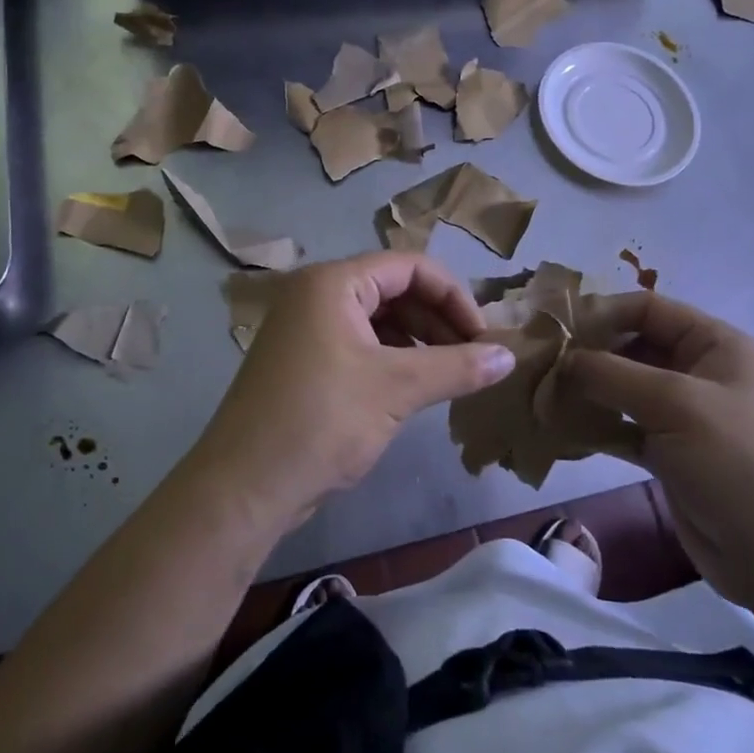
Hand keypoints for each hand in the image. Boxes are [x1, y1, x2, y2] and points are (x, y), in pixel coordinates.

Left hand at [190, 253, 514, 530]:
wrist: (244, 485)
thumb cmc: (321, 420)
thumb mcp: (396, 389)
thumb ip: (457, 367)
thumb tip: (509, 357)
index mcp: (333, 282)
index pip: (410, 267)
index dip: (454, 297)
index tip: (483, 337)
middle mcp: (317, 294)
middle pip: (394, 289)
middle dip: (438, 319)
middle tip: (473, 358)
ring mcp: (307, 328)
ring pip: (378, 319)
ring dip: (419, 341)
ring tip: (451, 374)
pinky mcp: (304, 361)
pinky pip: (360, 344)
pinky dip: (393, 358)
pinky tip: (415, 387)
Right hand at [565, 293, 753, 599]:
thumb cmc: (735, 460)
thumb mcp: (674, 403)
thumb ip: (611, 374)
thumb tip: (559, 360)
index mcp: (714, 344)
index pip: (649, 309)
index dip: (603, 313)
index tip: (555, 330)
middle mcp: (698, 372)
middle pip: (632, 347)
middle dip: (588, 354)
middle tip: (540, 365)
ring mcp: (683, 415)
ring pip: (623, 389)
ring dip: (586, 391)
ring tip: (541, 394)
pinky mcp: (669, 453)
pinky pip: (623, 427)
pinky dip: (595, 426)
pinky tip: (560, 429)